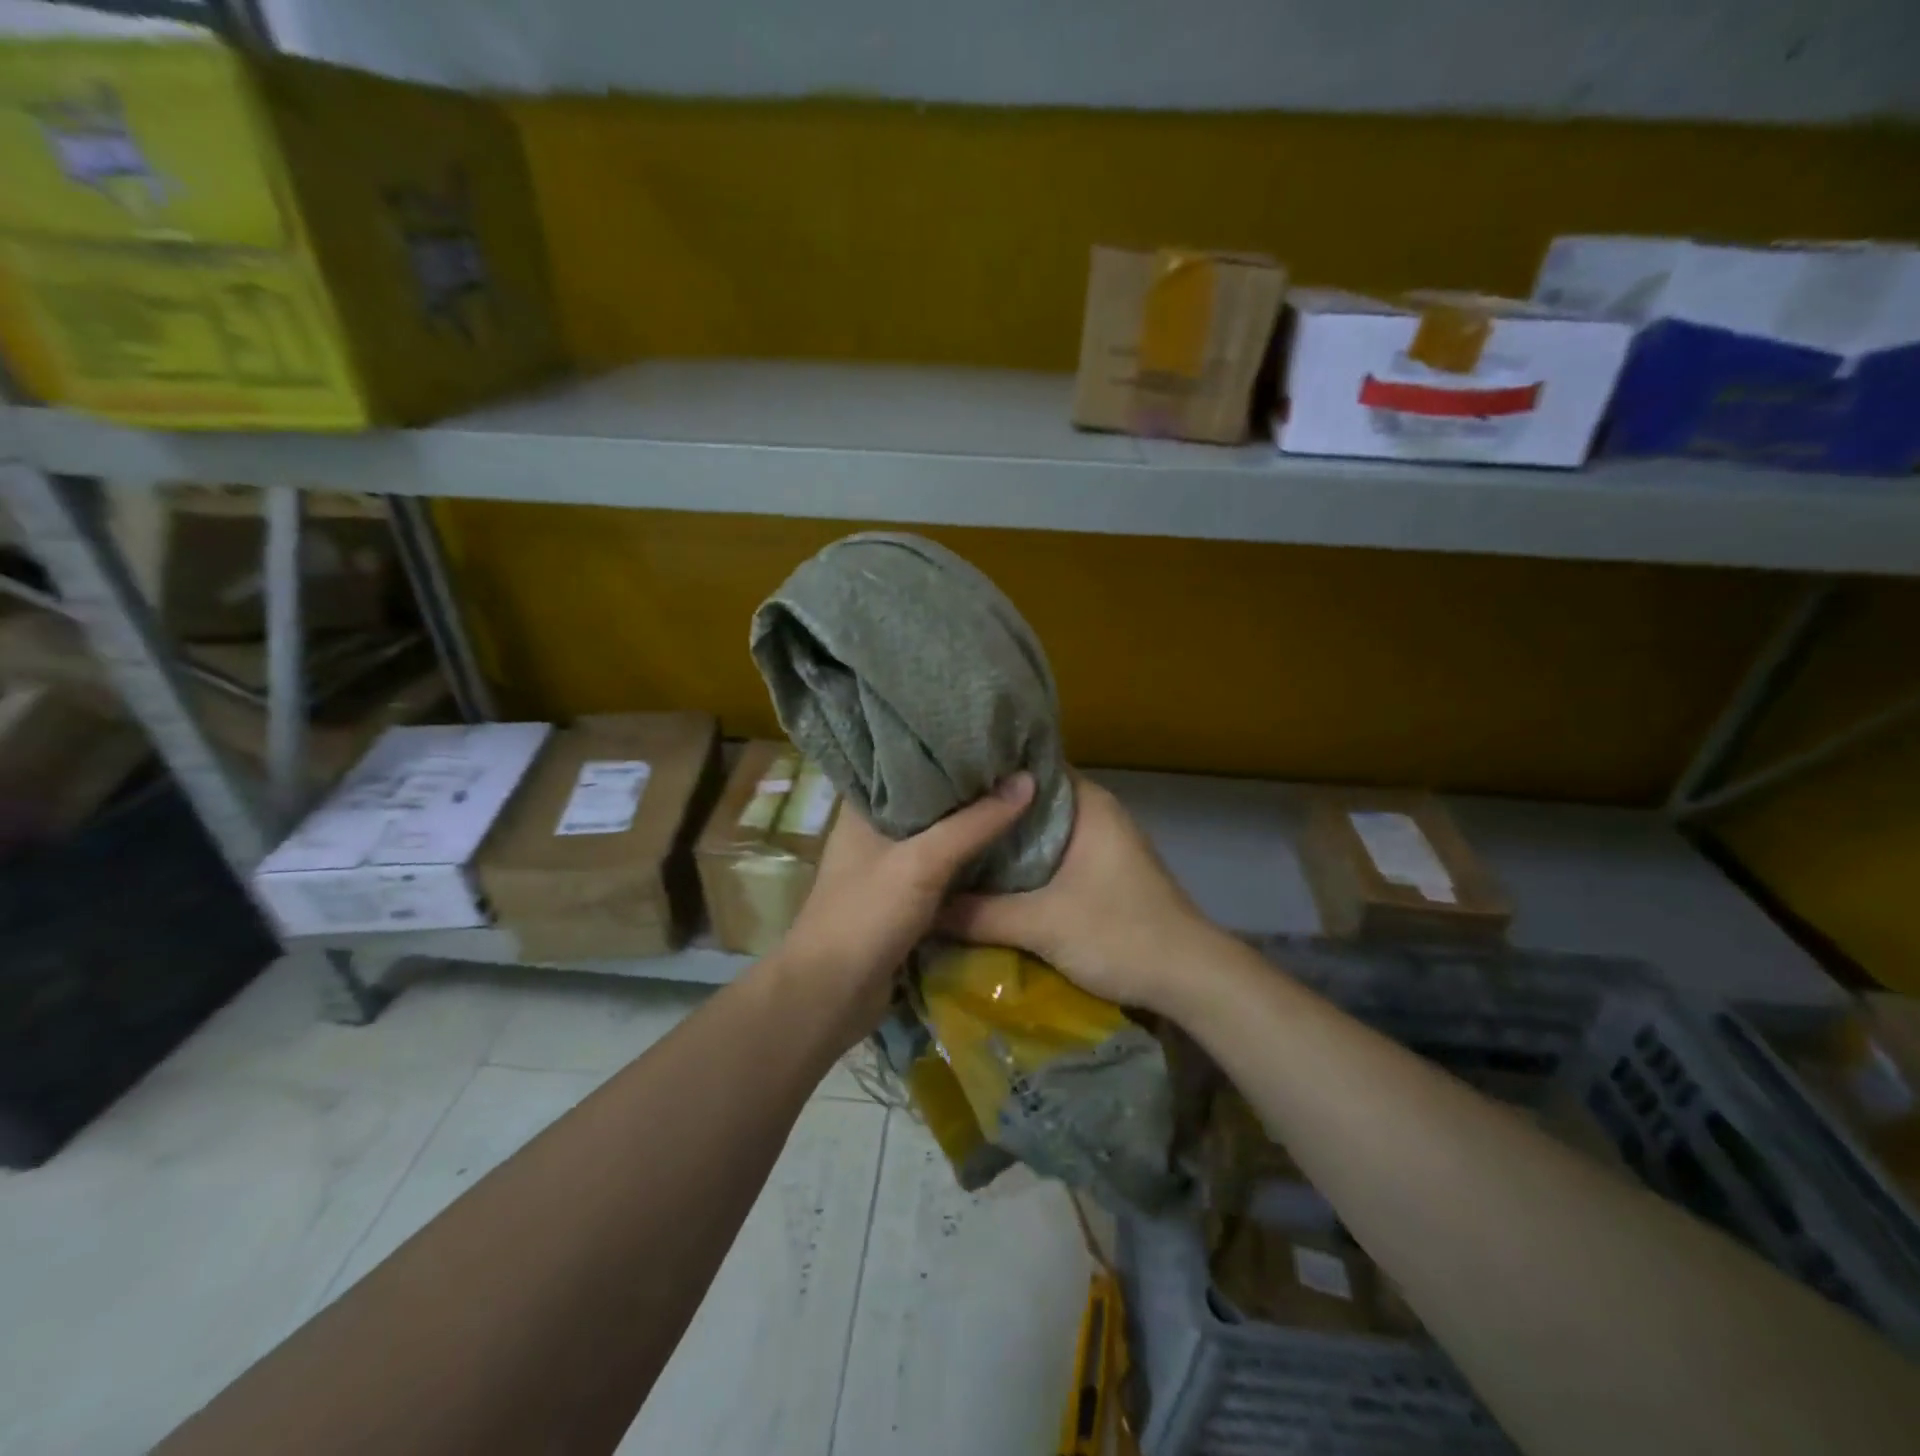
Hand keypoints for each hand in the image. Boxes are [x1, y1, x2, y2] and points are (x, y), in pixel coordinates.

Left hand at [773, 772, 1036, 1041]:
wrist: (832, 994)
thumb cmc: (867, 914)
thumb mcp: (923, 862)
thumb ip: (974, 823)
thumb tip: (1027, 779)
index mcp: (863, 808)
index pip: (905, 761)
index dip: (944, 747)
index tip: (987, 733)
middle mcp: (873, 831)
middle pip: (927, 800)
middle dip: (966, 787)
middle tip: (1014, 764)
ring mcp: (887, 866)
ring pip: (936, 836)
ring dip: (969, 825)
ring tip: (1017, 796)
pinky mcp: (901, 899)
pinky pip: (941, 869)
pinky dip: (966, 860)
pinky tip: (1002, 847)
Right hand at [937, 775, 1218, 1012]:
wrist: (1191, 979)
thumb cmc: (1121, 934)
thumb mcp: (1043, 925)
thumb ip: (980, 914)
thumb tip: (923, 907)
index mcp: (1088, 803)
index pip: (1028, 768)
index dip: (986, 772)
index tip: (942, 778)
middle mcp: (1095, 813)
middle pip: (1030, 802)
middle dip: (987, 812)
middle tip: (936, 815)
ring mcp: (1100, 844)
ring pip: (1039, 832)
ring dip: (1003, 842)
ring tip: (950, 842)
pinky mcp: (1099, 873)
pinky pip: (1050, 856)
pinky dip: (1022, 864)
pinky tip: (986, 876)